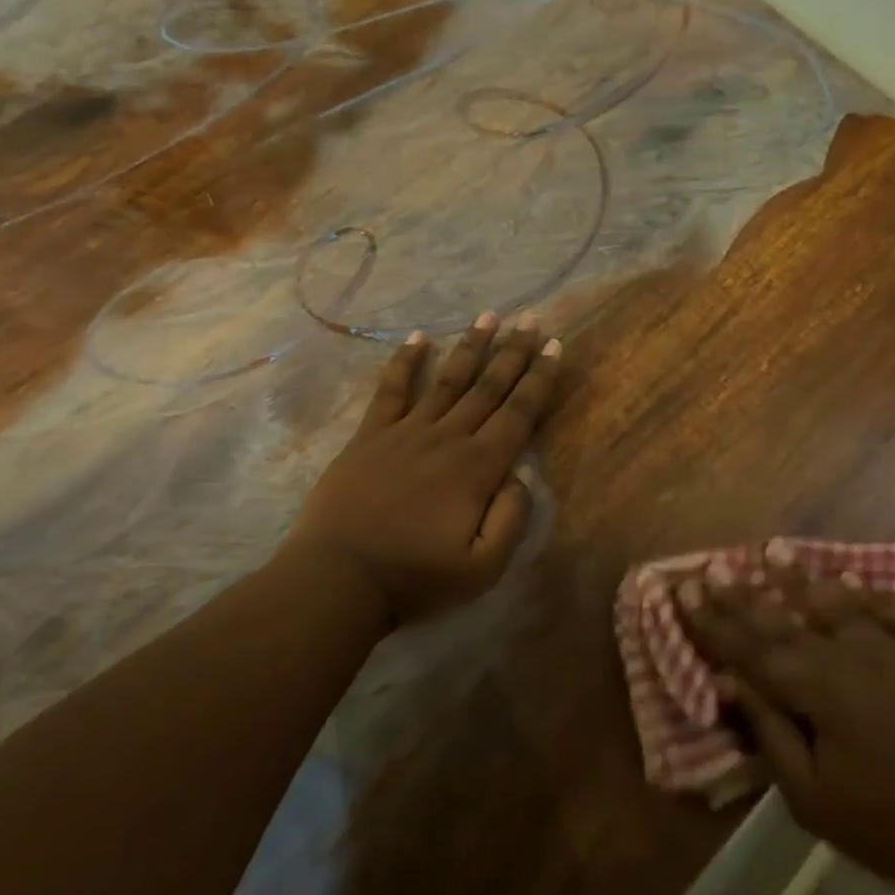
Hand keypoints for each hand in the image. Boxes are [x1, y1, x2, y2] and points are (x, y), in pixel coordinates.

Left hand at [287, 312, 560, 628]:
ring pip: (447, 379)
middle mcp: (447, 438)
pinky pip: (391, 389)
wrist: (339, 578)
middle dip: (513, 351)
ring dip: (471, 346)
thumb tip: (521, 477)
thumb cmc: (414, 578)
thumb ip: (512, 519)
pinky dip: (405, 361)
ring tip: (489, 315)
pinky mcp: (371, 435)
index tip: (555, 346)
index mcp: (478, 468)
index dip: (540, 379)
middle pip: (487, 386)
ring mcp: (406, 431)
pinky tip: (418, 337)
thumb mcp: (483, 569)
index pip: (519, 413)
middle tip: (531, 319)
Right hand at [678, 560, 894, 894]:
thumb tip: (728, 681)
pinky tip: (853, 580)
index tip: (684, 589)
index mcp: (817, 689)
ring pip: (838, 604)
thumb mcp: (812, 797)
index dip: (713, 620)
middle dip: (744, 594)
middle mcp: (852, 656)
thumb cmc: (891, 827)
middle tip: (715, 565)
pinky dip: (873, 595)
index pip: (750, 648)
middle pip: (785, 619)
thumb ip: (769, 732)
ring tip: (775, 549)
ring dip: (802, 578)